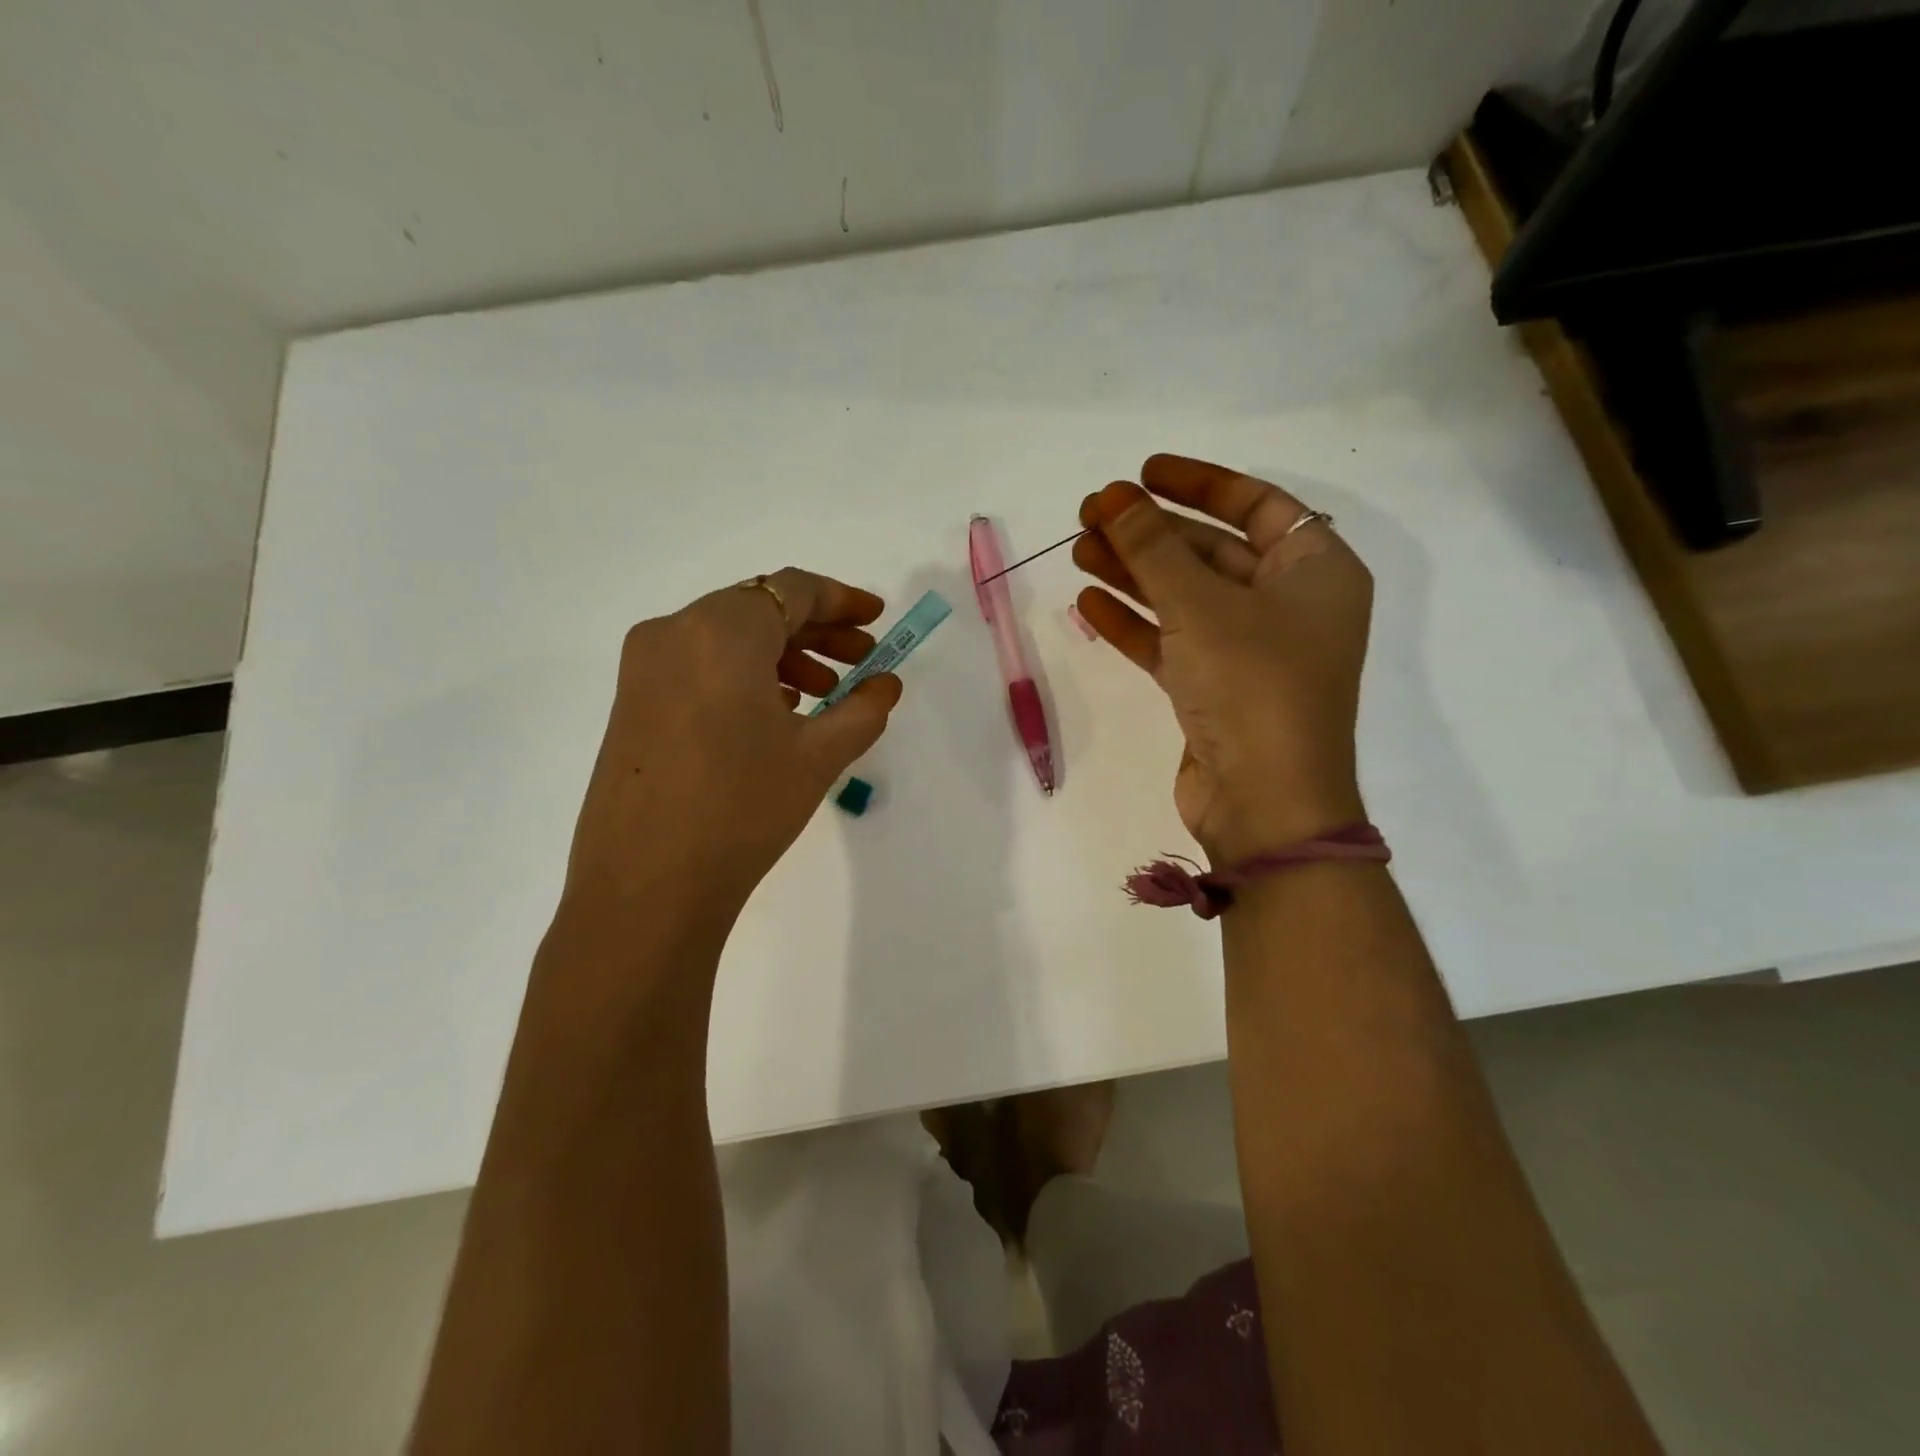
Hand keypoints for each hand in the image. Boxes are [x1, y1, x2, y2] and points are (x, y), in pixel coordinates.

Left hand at [557, 569, 901, 941]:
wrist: (646, 887)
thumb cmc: (743, 807)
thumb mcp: (819, 756)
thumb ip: (863, 709)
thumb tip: (886, 684)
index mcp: (721, 629)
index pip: (793, 589)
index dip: (842, 599)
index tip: (876, 619)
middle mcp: (675, 631)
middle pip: (758, 609)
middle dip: (816, 631)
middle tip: (861, 660)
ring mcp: (644, 667)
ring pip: (727, 639)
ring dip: (781, 656)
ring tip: (822, 695)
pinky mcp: (631, 702)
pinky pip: (698, 666)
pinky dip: (743, 676)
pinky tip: (773, 715)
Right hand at [1074, 455, 1372, 862]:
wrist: (1265, 804)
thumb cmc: (1252, 686)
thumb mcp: (1201, 605)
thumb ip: (1152, 547)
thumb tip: (1112, 496)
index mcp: (1315, 571)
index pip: (1257, 505)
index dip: (1199, 483)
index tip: (1143, 472)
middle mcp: (1287, 605)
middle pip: (1210, 551)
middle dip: (1149, 532)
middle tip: (1090, 514)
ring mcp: (1249, 651)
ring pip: (1184, 597)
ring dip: (1132, 574)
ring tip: (1077, 551)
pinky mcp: (1214, 689)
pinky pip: (1171, 641)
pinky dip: (1133, 623)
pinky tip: (1088, 602)